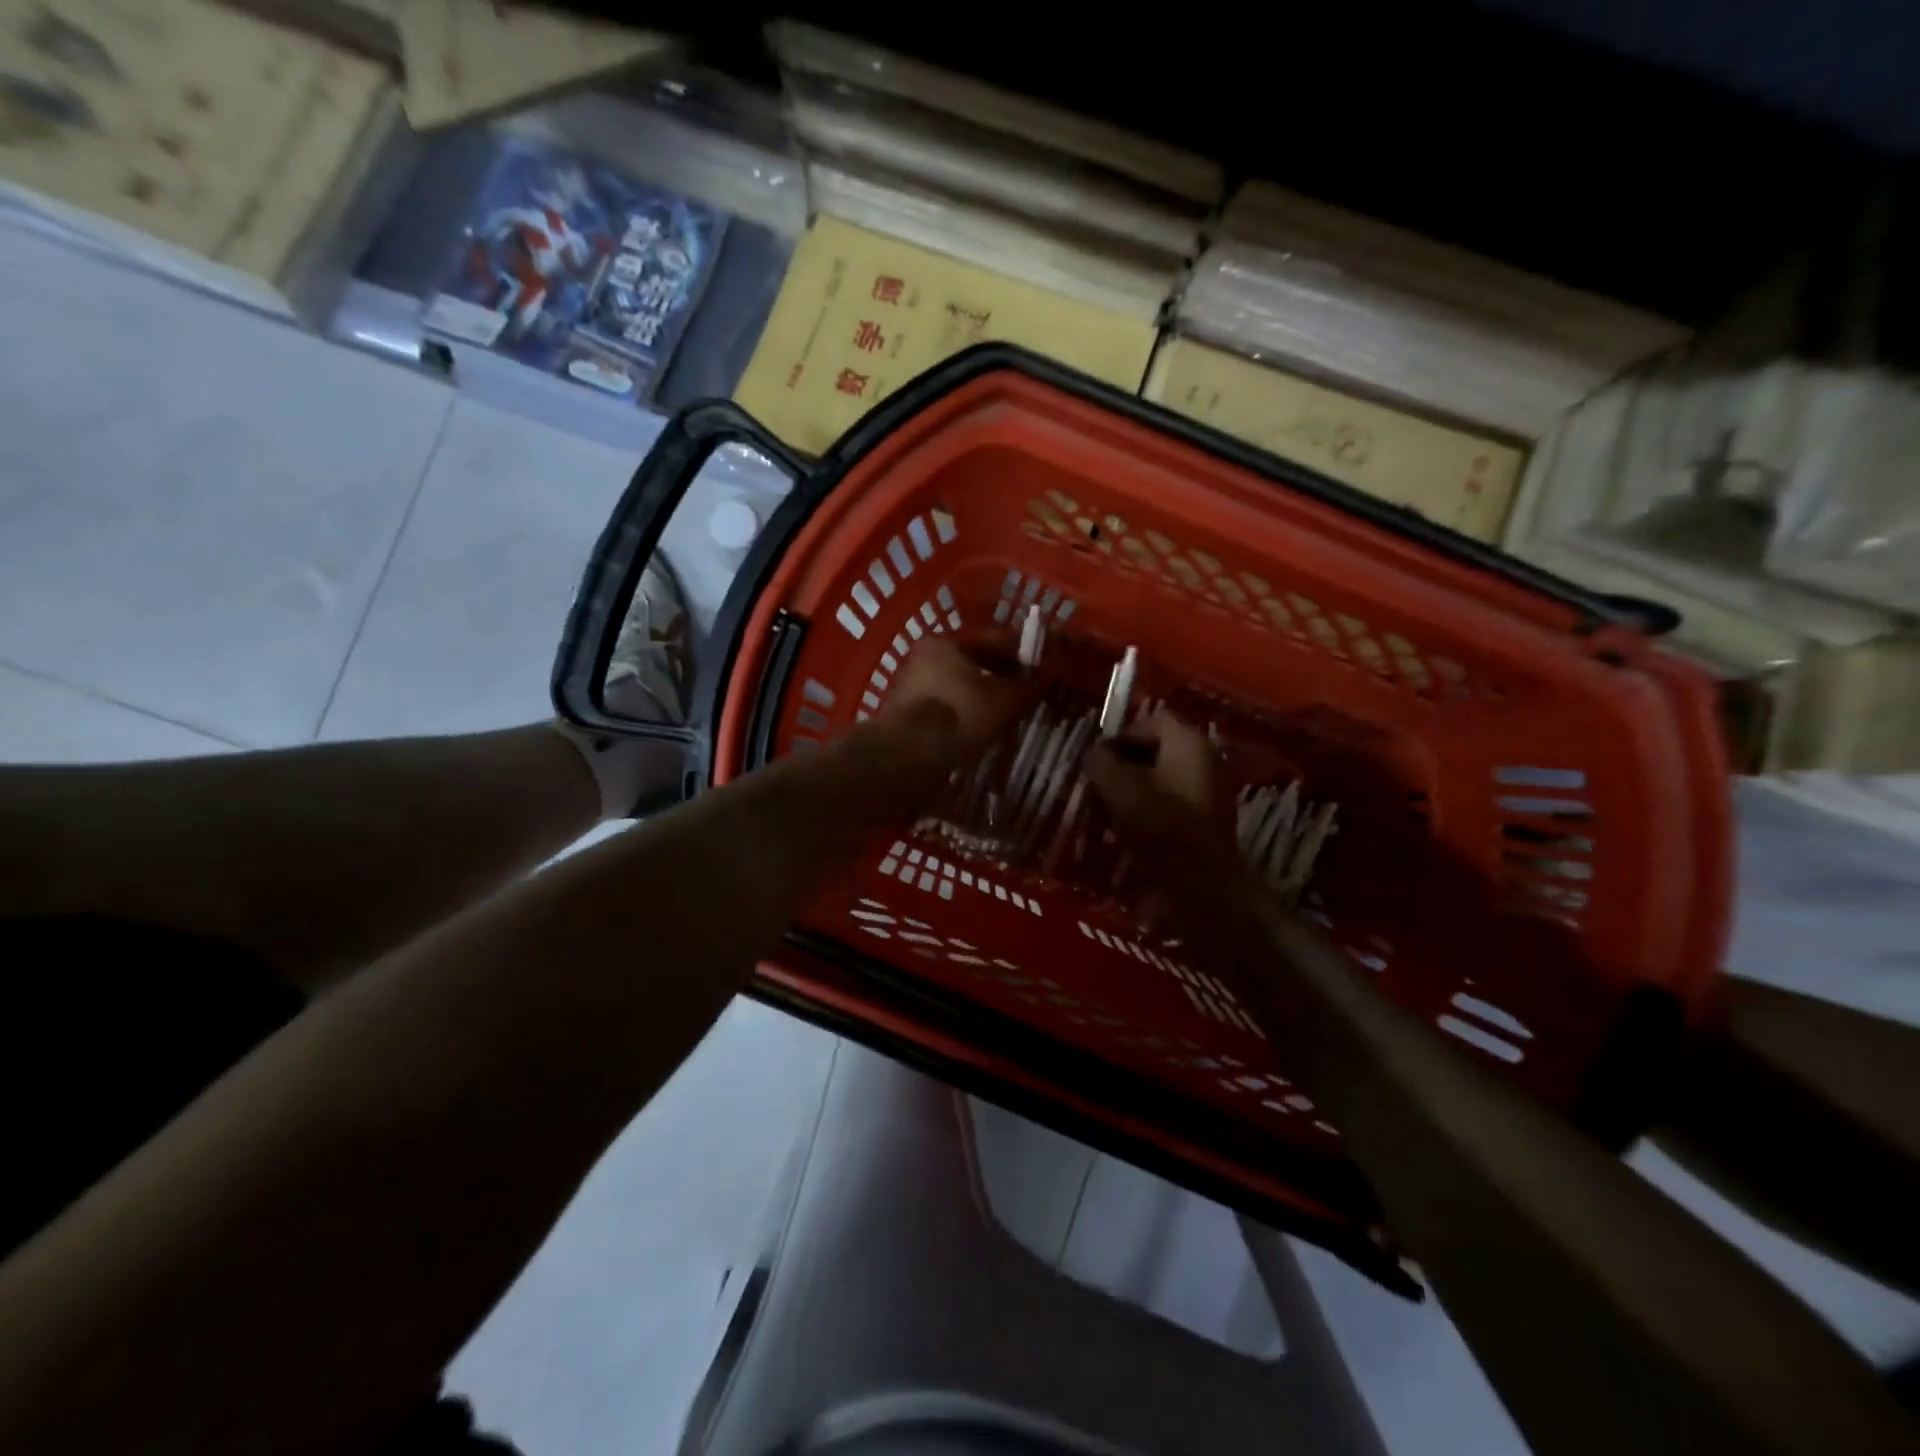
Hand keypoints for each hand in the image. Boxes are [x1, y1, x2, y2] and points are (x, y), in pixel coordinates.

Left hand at [876, 638, 1030, 759]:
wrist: (910, 754)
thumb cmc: (960, 713)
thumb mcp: (1004, 699)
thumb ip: (1026, 686)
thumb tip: (1045, 677)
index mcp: (944, 642)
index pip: (990, 641)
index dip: (1018, 653)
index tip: (1038, 666)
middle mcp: (921, 659)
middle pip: (971, 665)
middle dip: (999, 677)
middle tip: (1024, 691)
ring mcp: (910, 688)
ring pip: (957, 689)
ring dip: (980, 699)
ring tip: (1006, 714)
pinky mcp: (905, 717)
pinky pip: (945, 710)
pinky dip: (964, 716)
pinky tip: (980, 730)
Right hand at [1086, 709, 1236, 859]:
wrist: (1201, 883)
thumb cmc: (1160, 825)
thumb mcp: (1118, 787)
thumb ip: (1101, 762)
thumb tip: (1095, 753)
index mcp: (1188, 741)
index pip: (1149, 720)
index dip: (1120, 736)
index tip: (1098, 761)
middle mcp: (1205, 758)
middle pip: (1156, 750)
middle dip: (1124, 765)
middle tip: (1099, 786)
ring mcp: (1210, 790)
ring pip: (1161, 778)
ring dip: (1133, 790)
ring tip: (1110, 811)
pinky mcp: (1206, 819)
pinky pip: (1171, 803)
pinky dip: (1149, 811)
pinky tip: (1130, 831)